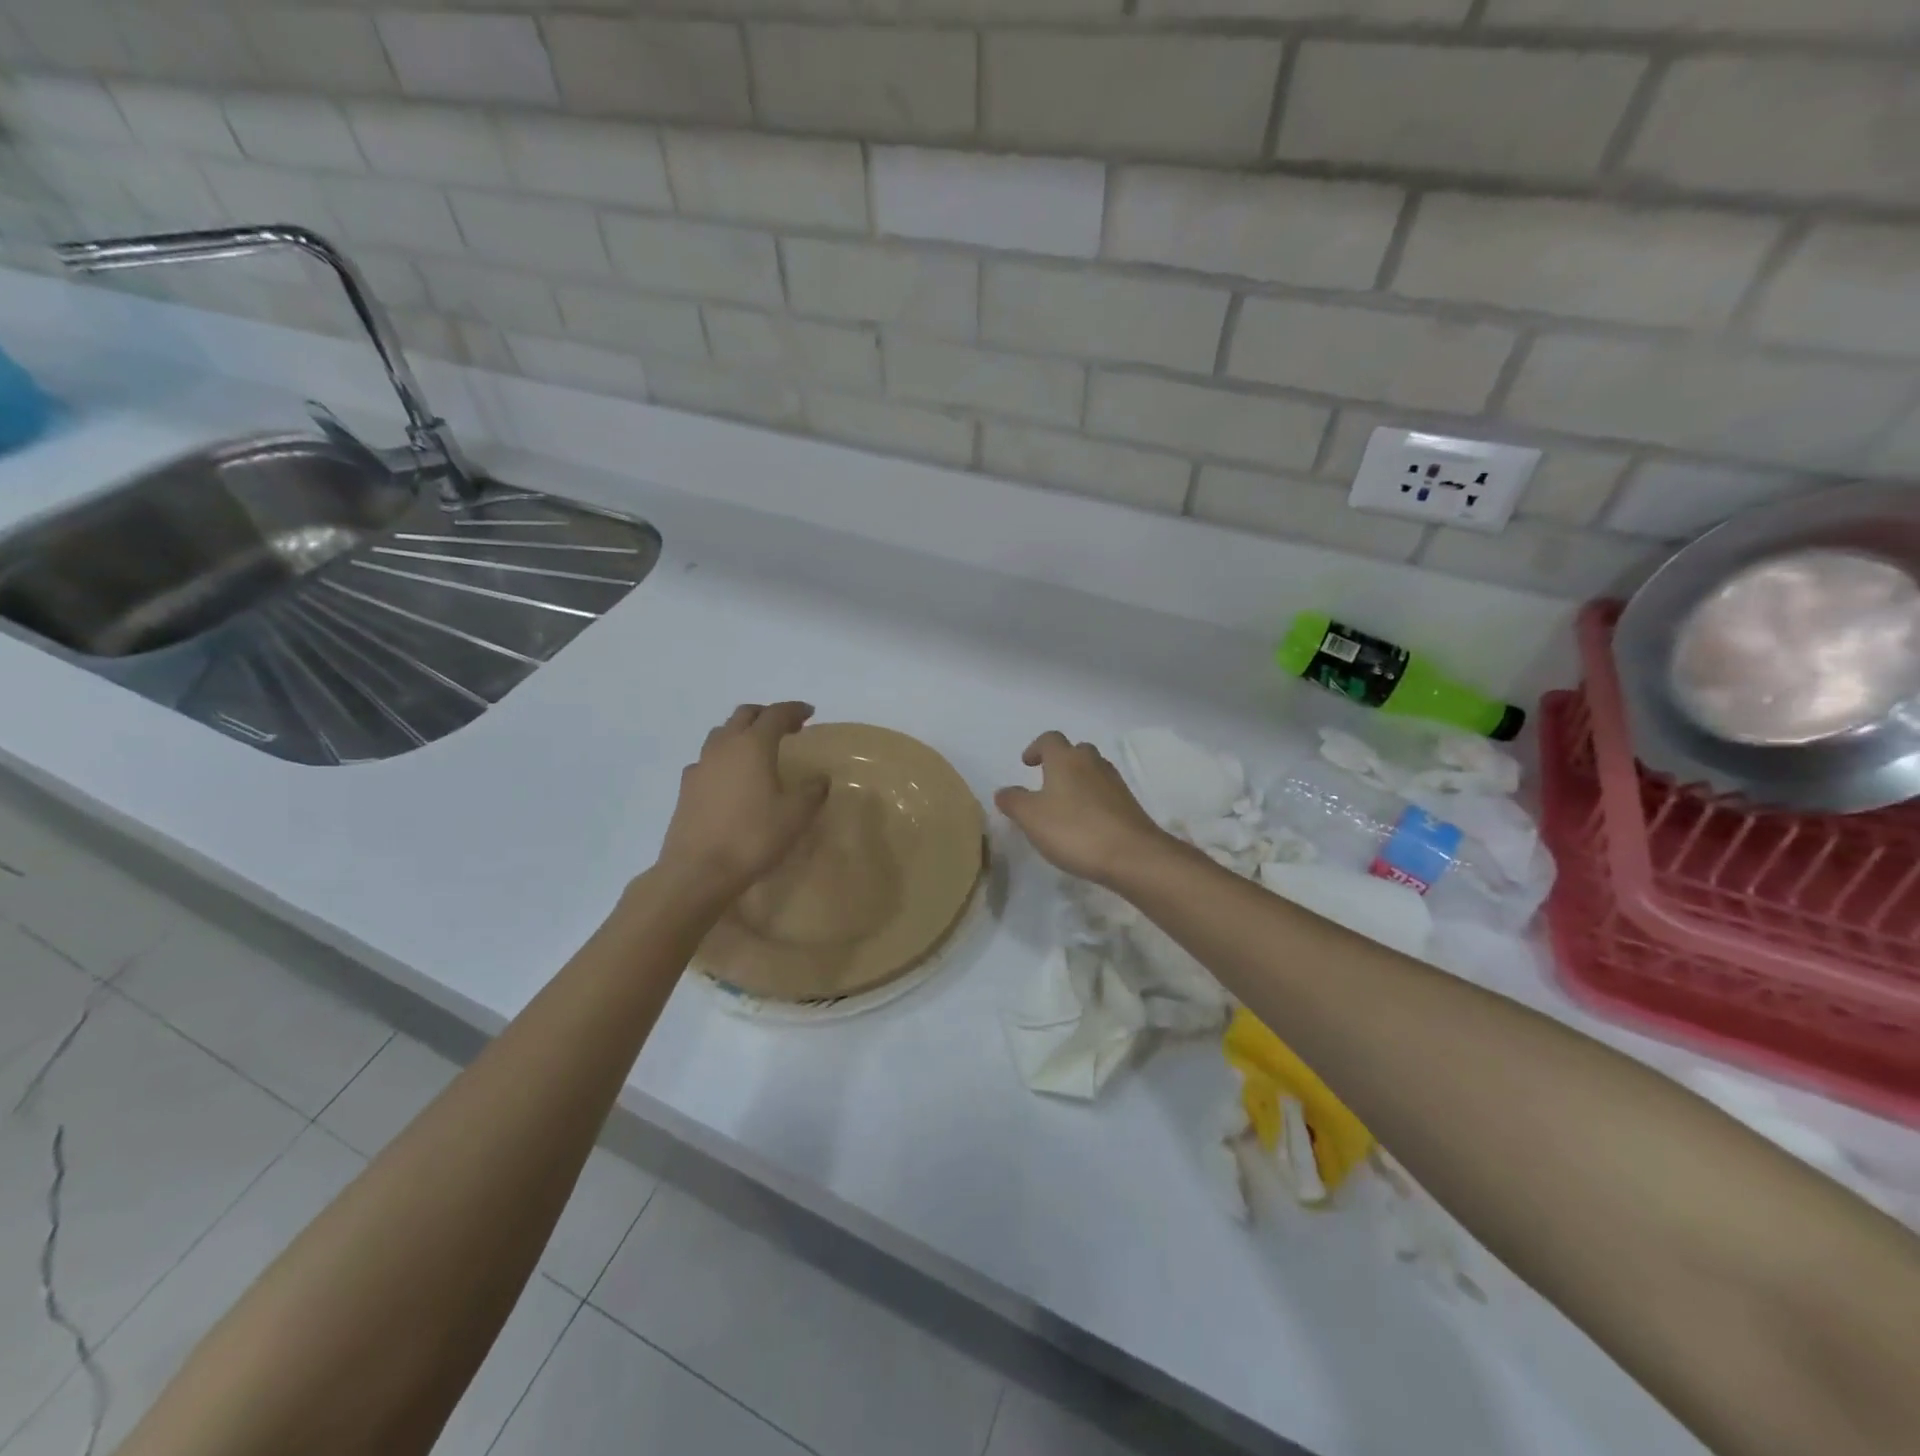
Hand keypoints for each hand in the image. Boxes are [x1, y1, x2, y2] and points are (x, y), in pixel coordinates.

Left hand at [657, 703, 828, 899]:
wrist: (698, 871)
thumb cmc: (753, 837)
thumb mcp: (795, 816)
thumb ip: (812, 792)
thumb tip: (820, 779)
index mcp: (753, 746)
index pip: (776, 714)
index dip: (794, 710)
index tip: (809, 713)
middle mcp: (724, 747)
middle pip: (744, 715)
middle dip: (766, 715)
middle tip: (785, 727)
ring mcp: (700, 766)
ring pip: (722, 734)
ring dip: (742, 733)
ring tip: (758, 749)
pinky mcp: (686, 788)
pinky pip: (707, 760)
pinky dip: (724, 758)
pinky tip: (731, 777)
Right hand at [995, 732, 1172, 887]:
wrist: (1133, 855)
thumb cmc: (1075, 830)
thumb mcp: (1031, 818)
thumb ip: (1014, 801)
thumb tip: (1003, 791)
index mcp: (1065, 759)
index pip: (1049, 739)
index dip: (1036, 748)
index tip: (1027, 764)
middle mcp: (1092, 763)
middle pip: (1075, 751)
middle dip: (1060, 762)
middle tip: (1046, 783)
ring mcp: (1115, 783)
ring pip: (1092, 771)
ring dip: (1078, 781)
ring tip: (1064, 806)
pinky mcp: (1129, 805)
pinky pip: (1105, 793)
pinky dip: (1093, 800)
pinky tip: (1085, 824)